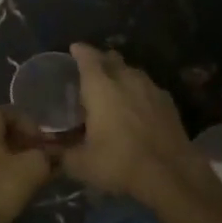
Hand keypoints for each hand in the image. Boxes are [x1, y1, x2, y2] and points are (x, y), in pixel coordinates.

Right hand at [61, 44, 203, 205]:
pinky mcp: (168, 102)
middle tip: (91, 69)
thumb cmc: (119, 163)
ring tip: (114, 86)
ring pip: (133, 71)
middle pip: (112, 59)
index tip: (74, 49)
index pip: (88, 58)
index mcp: (101, 87)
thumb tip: (50, 152)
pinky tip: (137, 105)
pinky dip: (139, 91)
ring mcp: (151, 88)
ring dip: (121, 74)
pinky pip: (148, 87)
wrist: (171, 173)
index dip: (80, 51)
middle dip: (101, 59)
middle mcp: (126, 79)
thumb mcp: (80, 164)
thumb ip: (62, 154)